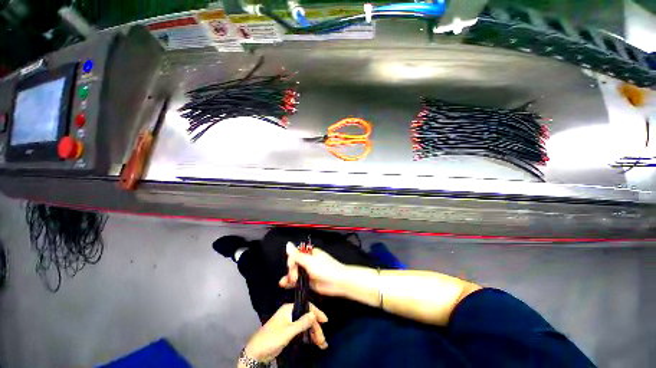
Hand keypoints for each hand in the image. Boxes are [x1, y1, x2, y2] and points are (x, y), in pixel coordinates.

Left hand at [244, 303, 327, 362]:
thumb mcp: (287, 331)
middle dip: (315, 329)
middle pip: (307, 318)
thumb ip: (301, 323)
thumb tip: (314, 314)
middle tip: (323, 340)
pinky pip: (302, 332)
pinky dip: (308, 337)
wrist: (256, 353)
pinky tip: (314, 343)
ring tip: (321, 344)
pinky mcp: (289, 332)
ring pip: (305, 326)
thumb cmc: (271, 338)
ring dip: (313, 334)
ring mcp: (290, 323)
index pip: (306, 306)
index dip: (316, 313)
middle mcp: (290, 313)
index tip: (325, 321)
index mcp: (289, 309)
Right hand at [279, 242, 347, 296]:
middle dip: (291, 270)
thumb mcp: (309, 261)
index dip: (291, 261)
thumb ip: (297, 255)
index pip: (295, 254)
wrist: (339, 281)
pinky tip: (286, 285)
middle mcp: (309, 261)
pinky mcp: (310, 281)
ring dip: (289, 277)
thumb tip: (288, 244)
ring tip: (284, 282)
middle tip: (294, 276)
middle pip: (294, 264)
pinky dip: (292, 283)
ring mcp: (309, 271)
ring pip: (295, 273)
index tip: (291, 267)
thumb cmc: (327, 269)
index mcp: (310, 253)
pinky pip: (298, 281)